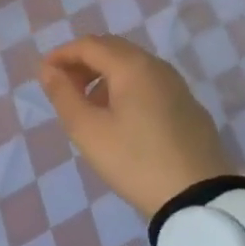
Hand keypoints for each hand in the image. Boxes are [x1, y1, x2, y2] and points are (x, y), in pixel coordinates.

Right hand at [38, 34, 239, 217]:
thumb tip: (48, 70)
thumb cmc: (135, 161)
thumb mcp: (88, 131)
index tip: (43, 74)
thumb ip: (63, 95)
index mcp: (132, 66)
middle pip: (112, 49)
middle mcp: (157, 66)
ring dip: (104, 75)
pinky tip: (120, 118)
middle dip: (83, 62)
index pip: (89, 45)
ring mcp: (177, 86)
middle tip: (63, 86)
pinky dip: (126, 88)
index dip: (61, 55)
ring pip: (132, 66)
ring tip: (88, 105)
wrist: (201, 201)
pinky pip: (149, 83)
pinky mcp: (189, 107)